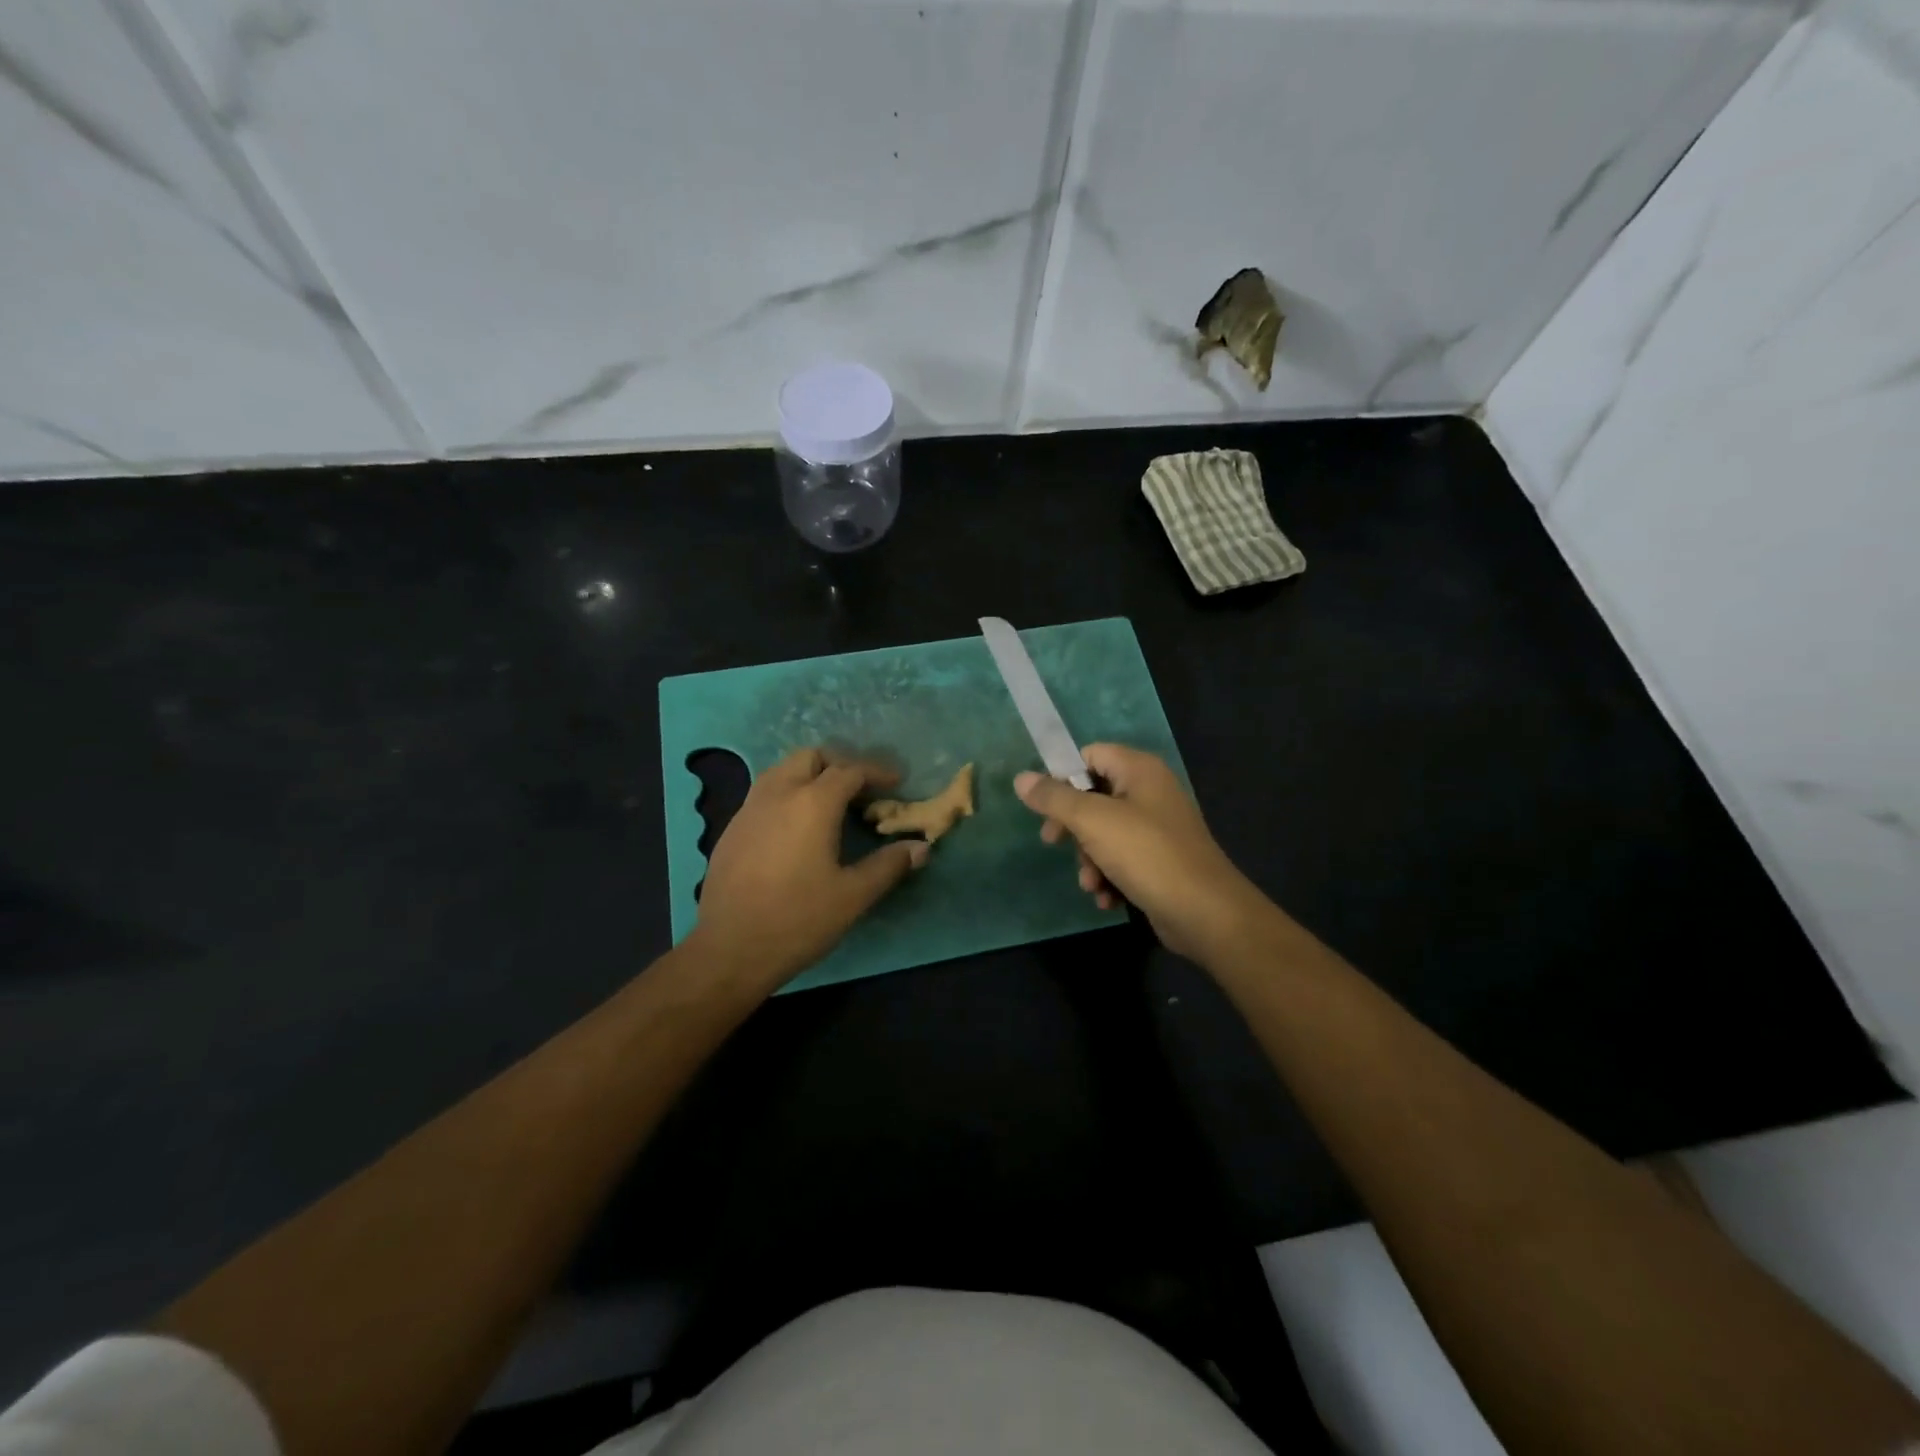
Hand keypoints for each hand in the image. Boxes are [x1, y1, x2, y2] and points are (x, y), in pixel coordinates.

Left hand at [692, 748, 928, 985]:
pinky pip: (764, 794)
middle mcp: (778, 794)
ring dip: (810, 775)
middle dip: (840, 765)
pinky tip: (796, 828)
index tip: (896, 783)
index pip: (850, 770)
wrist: (729, 950)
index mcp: (812, 803)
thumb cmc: (798, 920)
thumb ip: (889, 866)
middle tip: (861, 790)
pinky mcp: (731, 829)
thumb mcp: (853, 896)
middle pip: (811, 757)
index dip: (877, 772)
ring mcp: (749, 809)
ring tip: (830, 804)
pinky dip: (787, 794)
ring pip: (782, 770)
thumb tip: (920, 848)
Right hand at [1014, 744, 1262, 962]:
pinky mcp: (1160, 860)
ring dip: (1089, 859)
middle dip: (1072, 827)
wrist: (1204, 913)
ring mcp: (1157, 828)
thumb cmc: (1147, 855)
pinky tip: (1107, 898)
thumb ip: (1054, 798)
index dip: (1063, 777)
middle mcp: (1150, 792)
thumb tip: (1021, 778)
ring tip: (1091, 883)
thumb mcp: (1092, 821)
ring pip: (1104, 832)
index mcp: (1139, 770)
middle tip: (1052, 843)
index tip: (1044, 806)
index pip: (1090, 755)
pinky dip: (1109, 876)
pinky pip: (1122, 858)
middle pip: (1094, 796)